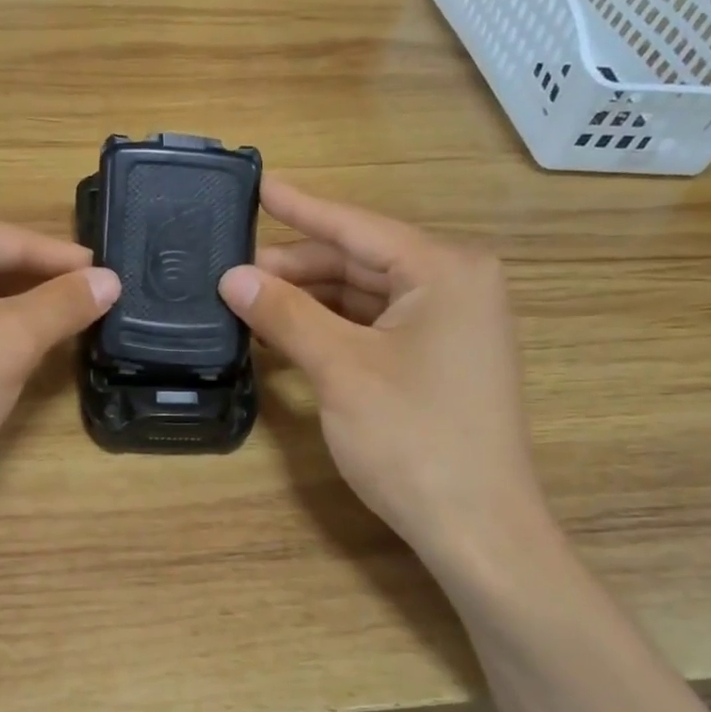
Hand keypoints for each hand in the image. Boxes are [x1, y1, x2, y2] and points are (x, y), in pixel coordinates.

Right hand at [220, 179, 545, 560]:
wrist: (477, 527)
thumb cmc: (413, 438)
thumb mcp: (341, 369)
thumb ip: (286, 315)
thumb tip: (232, 277)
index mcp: (445, 269)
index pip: (357, 226)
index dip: (300, 207)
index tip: (256, 184)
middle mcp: (456, 284)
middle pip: (360, 260)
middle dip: (297, 267)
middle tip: (233, 273)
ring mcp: (452, 325)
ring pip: (365, 296)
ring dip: (310, 301)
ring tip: (249, 304)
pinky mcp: (440, 360)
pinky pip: (376, 327)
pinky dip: (332, 329)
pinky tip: (289, 335)